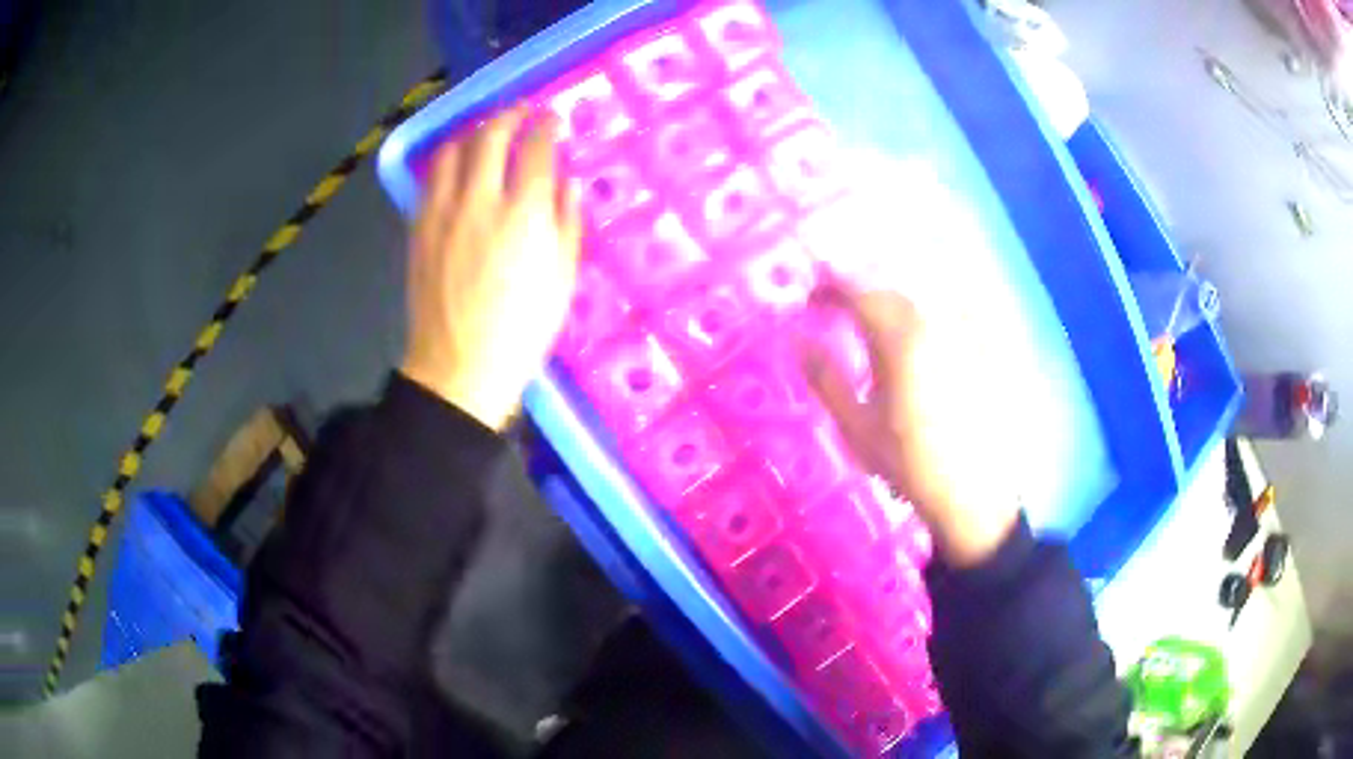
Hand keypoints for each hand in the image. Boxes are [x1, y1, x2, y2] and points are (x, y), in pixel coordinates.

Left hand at [401, 107, 582, 430]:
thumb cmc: (521, 332)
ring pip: (454, 150)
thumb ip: (567, 223)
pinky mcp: (419, 227)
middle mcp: (481, 200)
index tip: (552, 118)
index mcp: (524, 215)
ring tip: (486, 132)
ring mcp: (443, 212)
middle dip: (509, 116)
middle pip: (491, 137)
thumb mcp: (562, 281)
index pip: (536, 150)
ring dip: (474, 132)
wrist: (458, 367)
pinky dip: (447, 160)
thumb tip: (568, 182)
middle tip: (521, 112)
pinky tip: (456, 164)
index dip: (546, 127)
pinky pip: (431, 178)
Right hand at [803, 286, 1021, 566]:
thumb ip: (825, 379)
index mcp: (901, 341)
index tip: (811, 300)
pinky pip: (954, 314)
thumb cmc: (909, 463)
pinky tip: (923, 336)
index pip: (859, 295)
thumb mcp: (857, 426)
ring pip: (922, 301)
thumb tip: (796, 341)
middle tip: (839, 314)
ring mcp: (965, 335)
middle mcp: (935, 325)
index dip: (830, 289)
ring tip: (877, 327)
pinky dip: (929, 315)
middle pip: (891, 294)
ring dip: (893, 306)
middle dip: (861, 298)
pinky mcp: (984, 350)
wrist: (971, 493)